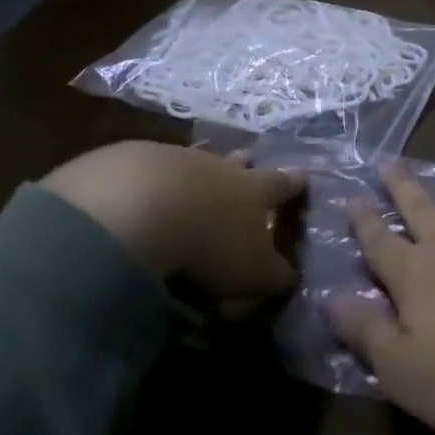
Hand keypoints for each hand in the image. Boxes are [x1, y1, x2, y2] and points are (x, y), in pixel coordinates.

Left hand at [41, 141, 302, 309]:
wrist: (138, 206)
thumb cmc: (211, 243)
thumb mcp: (253, 273)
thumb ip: (273, 275)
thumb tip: (286, 276)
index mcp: (254, 189)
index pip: (283, 183)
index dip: (295, 183)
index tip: (304, 176)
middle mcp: (219, 166)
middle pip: (239, 161)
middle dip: (246, 165)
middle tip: (249, 165)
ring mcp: (175, 158)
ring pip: (194, 162)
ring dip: (196, 174)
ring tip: (191, 189)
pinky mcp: (130, 161)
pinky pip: (148, 169)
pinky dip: (151, 183)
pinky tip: (139, 201)